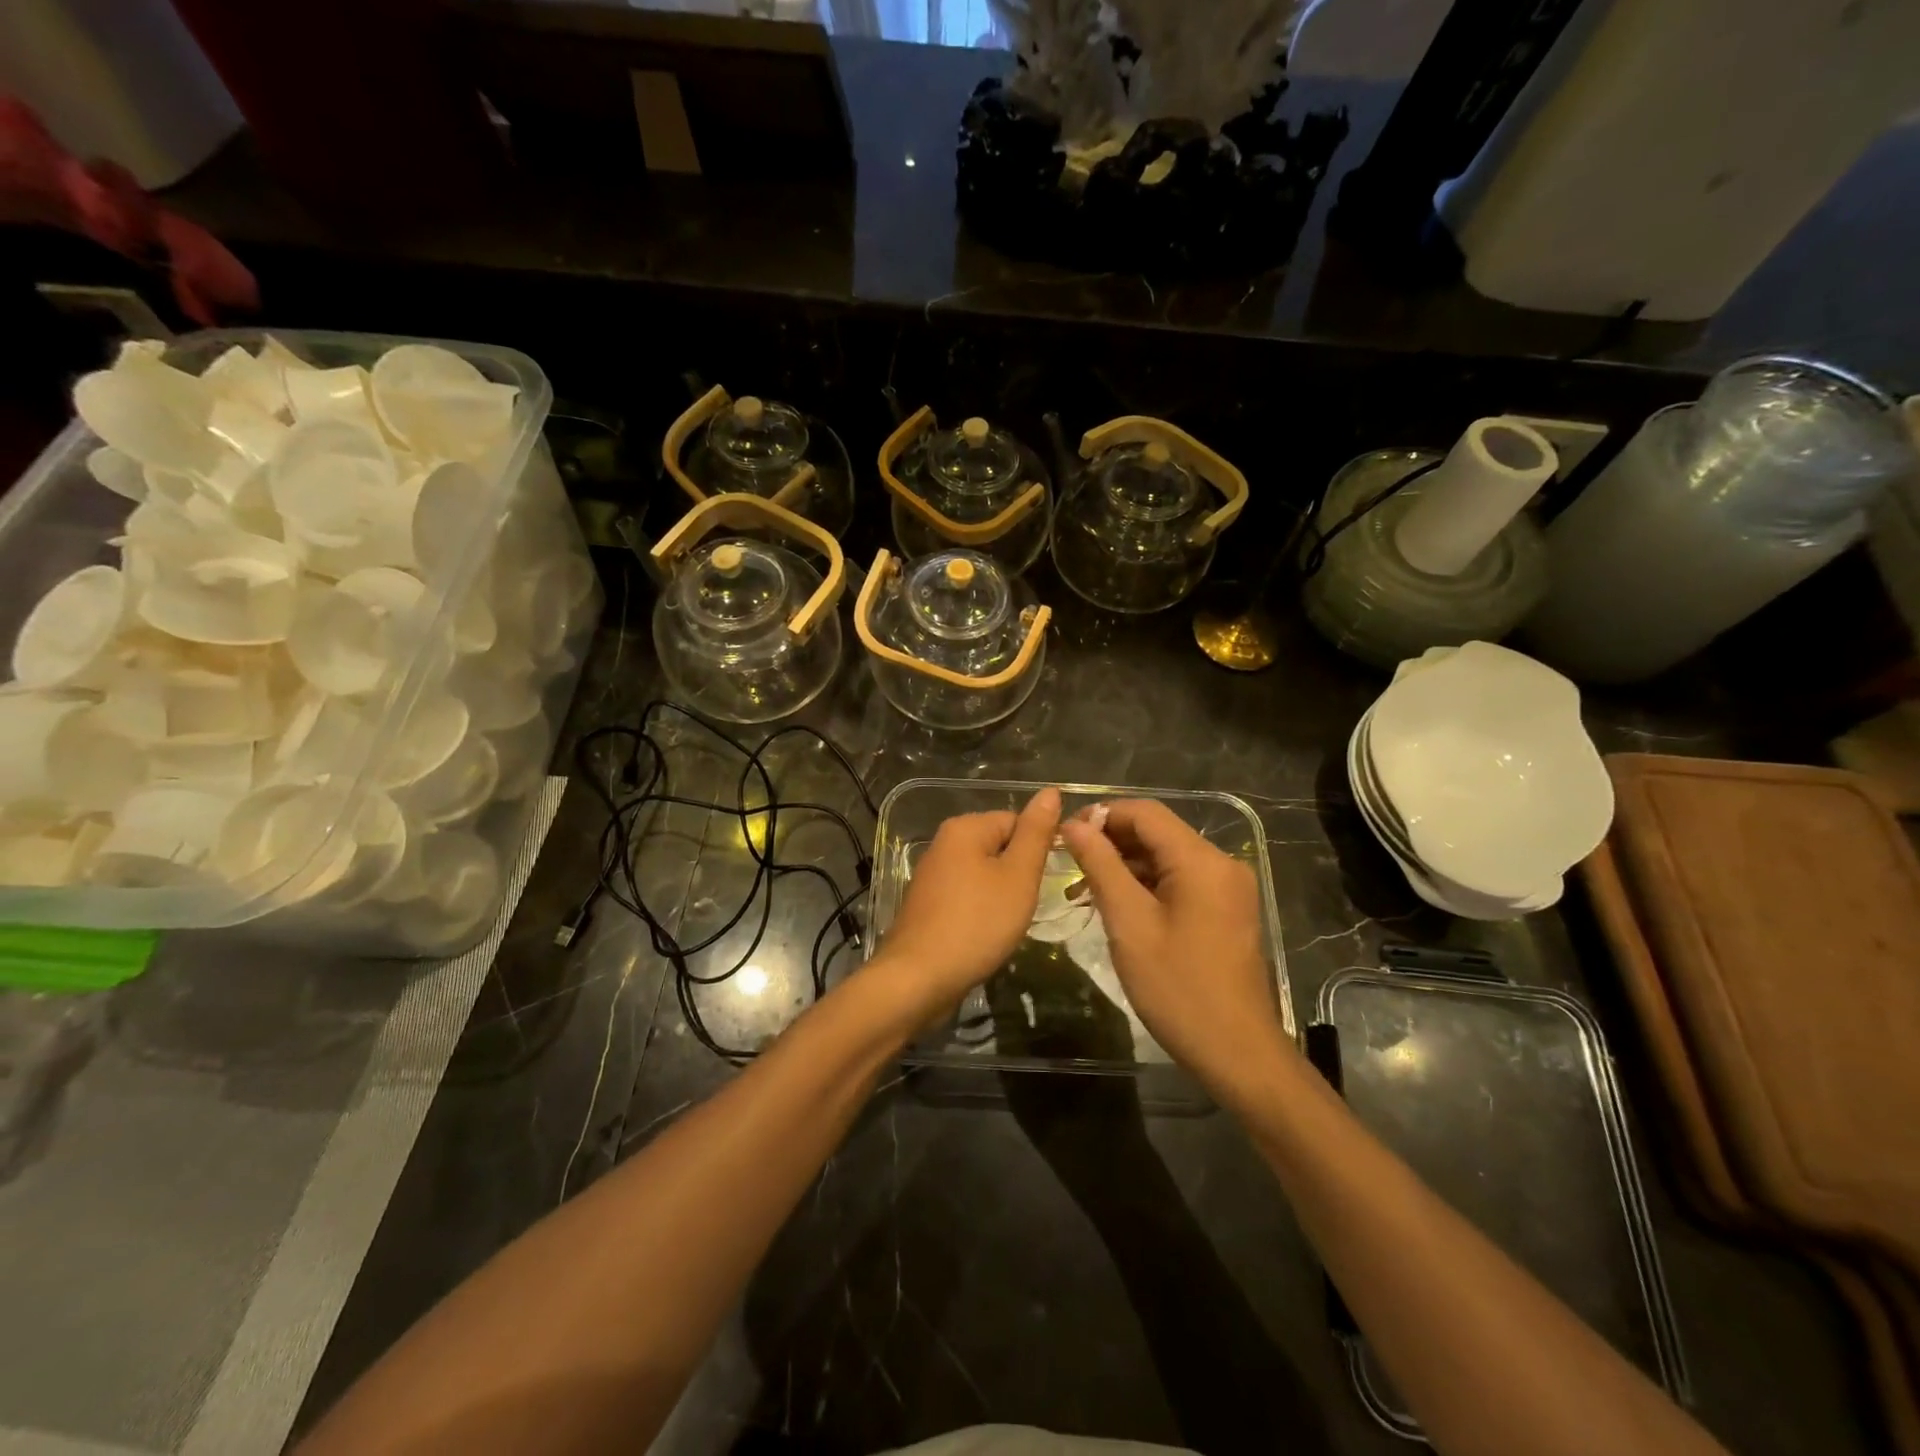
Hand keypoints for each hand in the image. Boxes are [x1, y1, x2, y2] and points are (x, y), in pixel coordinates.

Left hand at [870, 788, 1060, 1016]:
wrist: (918, 978)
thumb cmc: (976, 923)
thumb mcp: (1018, 876)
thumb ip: (1036, 833)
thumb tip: (1050, 791)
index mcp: (965, 827)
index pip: (1017, 821)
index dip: (1037, 850)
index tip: (1045, 882)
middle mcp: (944, 843)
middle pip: (999, 847)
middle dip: (1019, 874)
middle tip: (1026, 905)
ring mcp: (932, 875)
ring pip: (984, 874)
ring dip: (1002, 896)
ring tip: (1007, 923)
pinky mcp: (928, 904)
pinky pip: (967, 896)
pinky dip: (981, 912)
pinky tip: (986, 935)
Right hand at [1060, 800, 1283, 1088]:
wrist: (1238, 1052)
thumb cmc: (1177, 988)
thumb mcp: (1129, 923)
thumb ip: (1100, 866)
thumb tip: (1075, 825)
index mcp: (1201, 860)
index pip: (1145, 812)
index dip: (1101, 815)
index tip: (1065, 837)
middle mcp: (1221, 863)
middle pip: (1157, 833)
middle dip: (1111, 843)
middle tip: (1068, 866)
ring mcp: (1228, 888)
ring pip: (1167, 859)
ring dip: (1125, 867)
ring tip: (1083, 892)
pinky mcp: (1227, 910)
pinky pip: (1181, 882)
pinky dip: (1147, 887)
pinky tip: (1117, 908)